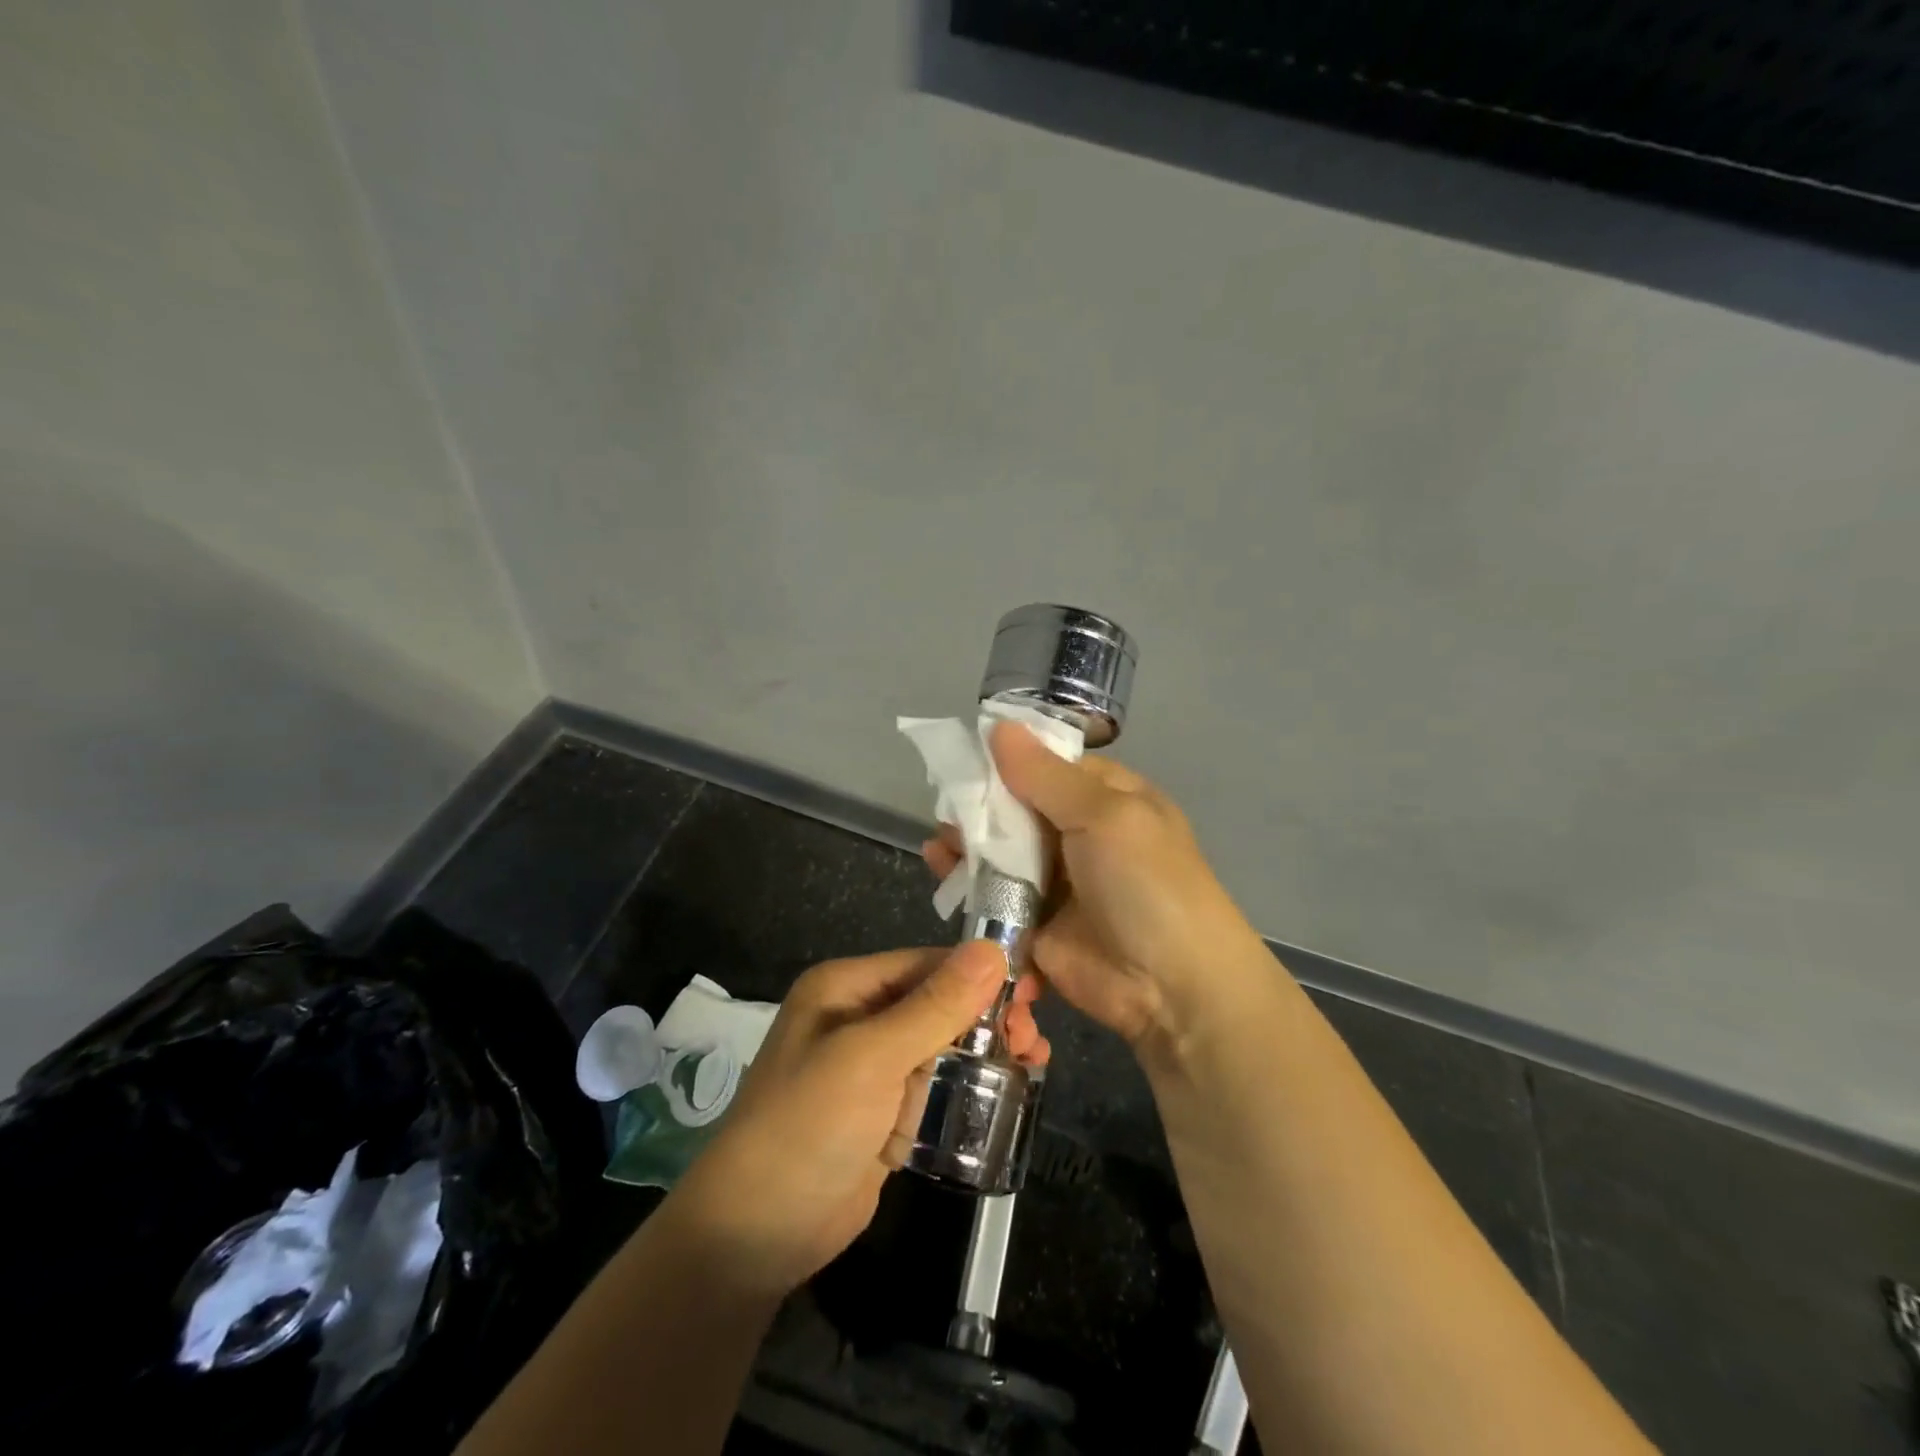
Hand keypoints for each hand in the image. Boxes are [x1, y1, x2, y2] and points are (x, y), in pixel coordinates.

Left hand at [667, 943, 1048, 1296]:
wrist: (756, 1234)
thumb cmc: (808, 1127)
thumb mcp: (871, 1057)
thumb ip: (934, 1005)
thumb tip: (991, 949)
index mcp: (846, 988)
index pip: (924, 964)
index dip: (978, 973)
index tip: (1032, 990)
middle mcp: (858, 1017)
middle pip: (937, 1001)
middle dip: (987, 1014)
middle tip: (1034, 1036)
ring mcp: (871, 1067)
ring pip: (942, 1043)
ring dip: (987, 1048)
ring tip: (1035, 1060)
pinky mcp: (884, 1112)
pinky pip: (936, 1084)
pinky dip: (970, 1083)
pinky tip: (1009, 1088)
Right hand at [924, 722, 1271, 1060]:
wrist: (1171, 987)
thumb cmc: (1147, 883)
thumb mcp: (1104, 816)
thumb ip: (1045, 775)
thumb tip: (1000, 727)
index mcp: (1108, 798)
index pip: (1050, 765)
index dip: (1009, 759)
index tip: (964, 753)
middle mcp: (1080, 833)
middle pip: (1018, 807)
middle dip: (981, 803)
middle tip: (944, 803)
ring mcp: (1056, 880)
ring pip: (1001, 850)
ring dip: (968, 842)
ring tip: (938, 839)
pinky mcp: (1034, 921)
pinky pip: (993, 894)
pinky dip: (965, 880)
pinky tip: (938, 865)